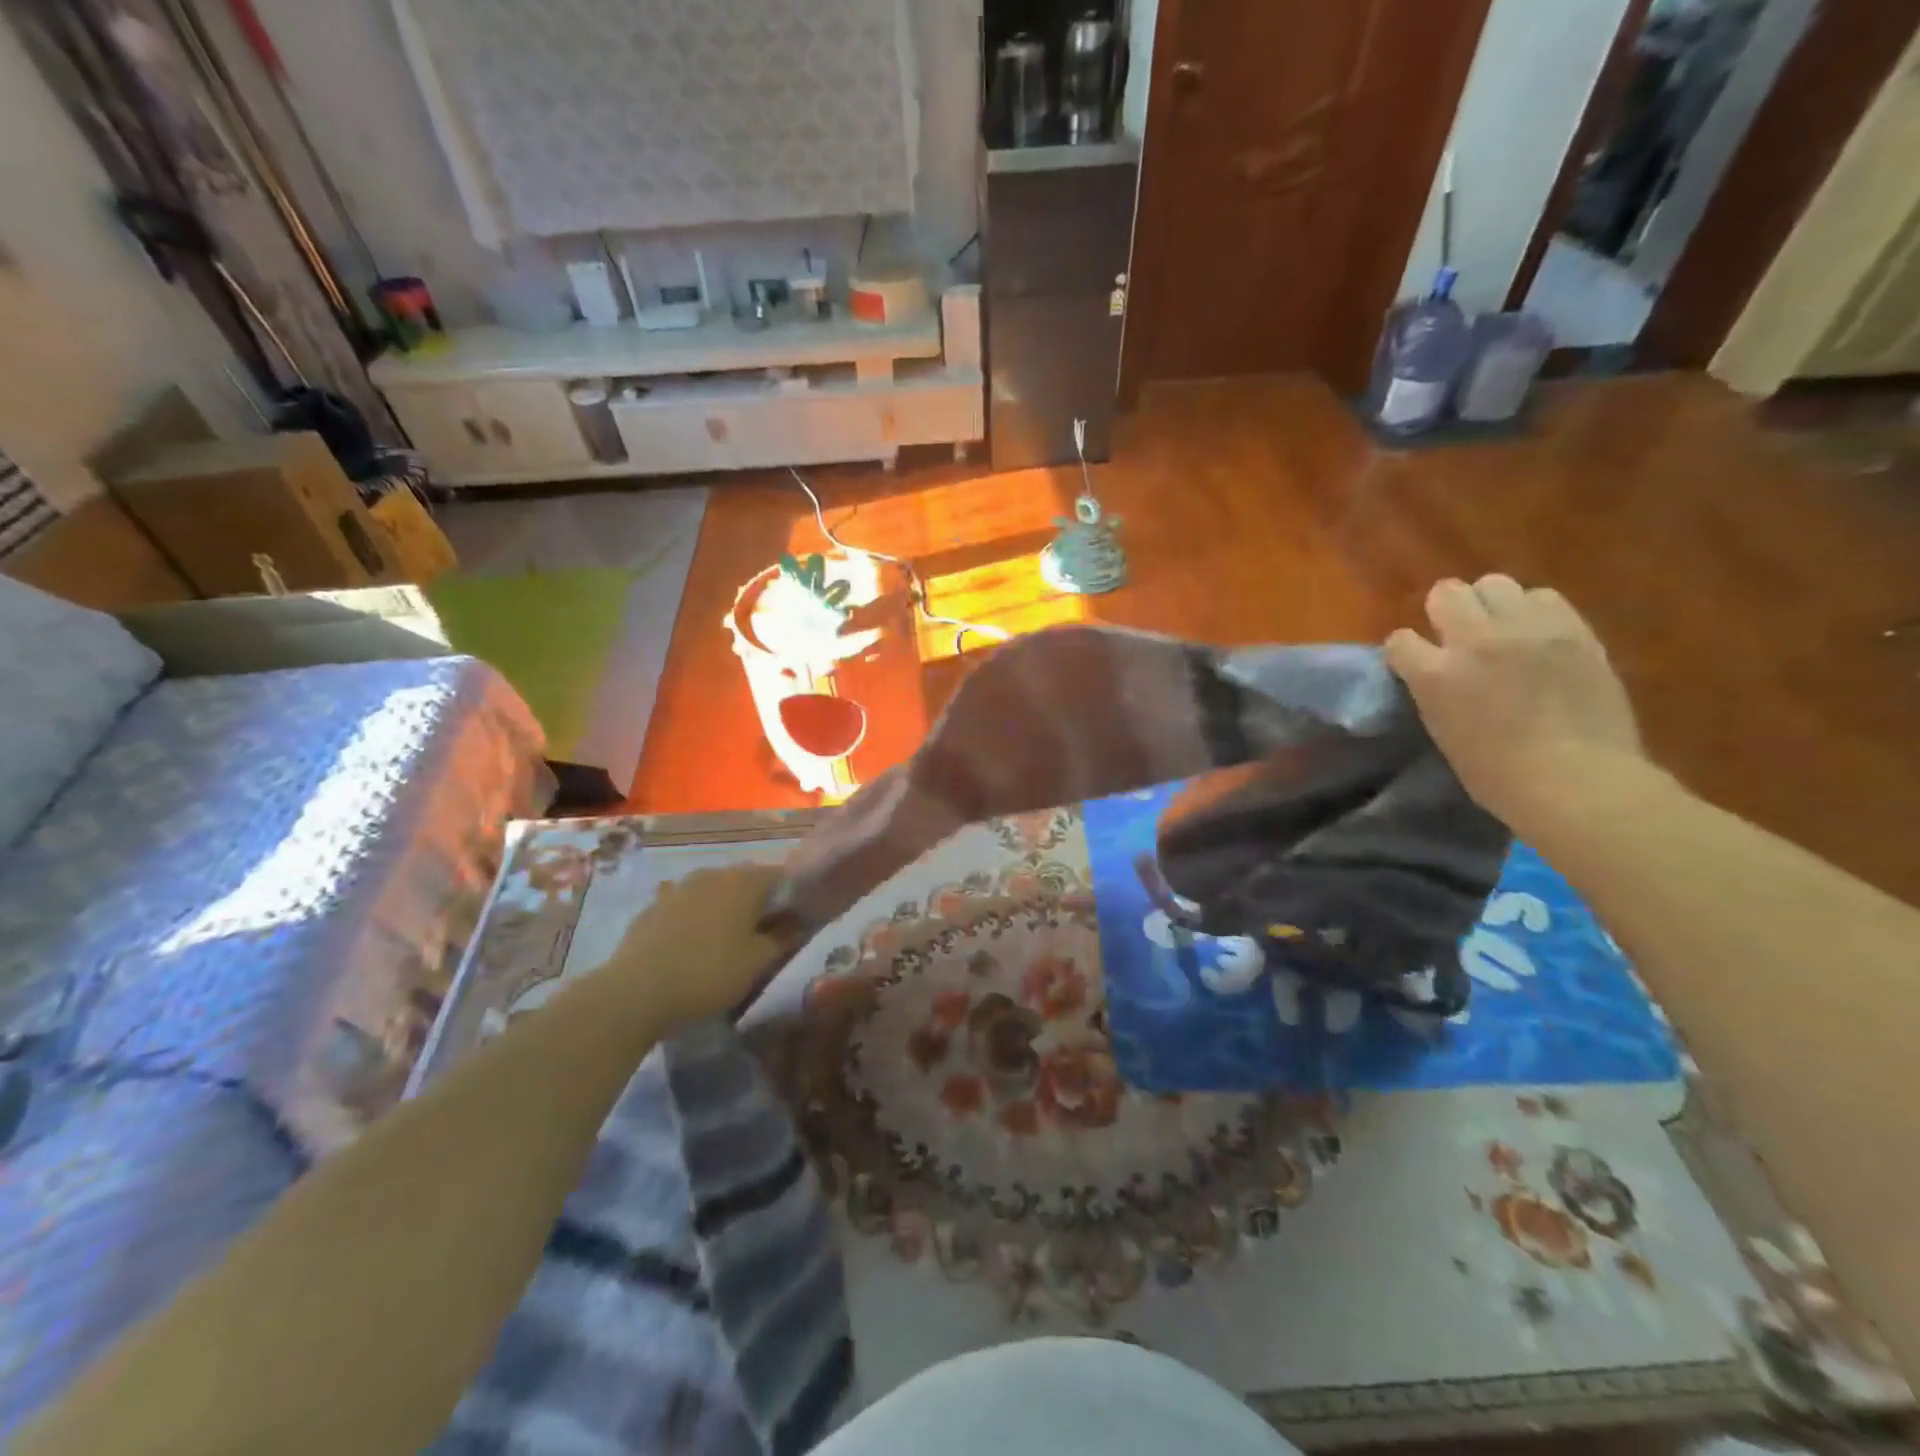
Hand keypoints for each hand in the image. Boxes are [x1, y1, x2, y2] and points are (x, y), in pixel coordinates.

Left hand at [602, 865, 792, 1028]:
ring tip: (727, 943)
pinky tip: (693, 948)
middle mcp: (712, 874)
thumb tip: (798, 924)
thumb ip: (783, 938)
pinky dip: (697, 921)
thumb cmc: (709, 973)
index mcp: (744, 881)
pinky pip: (687, 908)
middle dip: (758, 904)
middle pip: (746, 882)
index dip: (792, 897)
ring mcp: (678, 888)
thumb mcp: (758, 962)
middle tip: (764, 936)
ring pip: (714, 893)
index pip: (780, 876)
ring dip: (725, 911)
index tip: (795, 922)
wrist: (635, 993)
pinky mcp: (653, 907)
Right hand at [1385, 575, 1643, 826]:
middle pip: (1446, 592)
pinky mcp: (1573, 630)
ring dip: (1490, 604)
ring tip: (1501, 629)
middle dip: (1445, 611)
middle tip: (1456, 635)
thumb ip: (1436, 690)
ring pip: (1495, 584)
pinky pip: (1544, 597)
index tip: (1414, 664)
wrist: (1577, 781)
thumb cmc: (1498, 774)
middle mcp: (1475, 641)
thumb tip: (1436, 674)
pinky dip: (1534, 610)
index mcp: (1435, 675)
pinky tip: (1538, 634)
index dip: (1405, 651)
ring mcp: (1527, 630)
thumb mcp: (1444, 730)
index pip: (1400, 640)